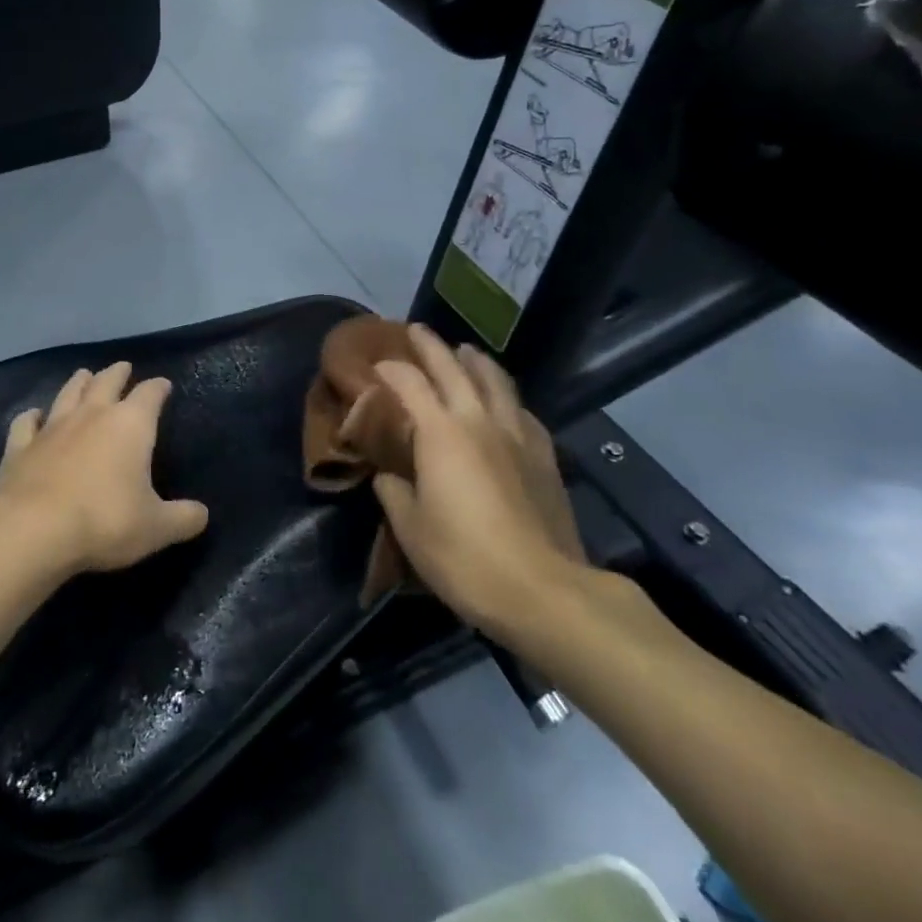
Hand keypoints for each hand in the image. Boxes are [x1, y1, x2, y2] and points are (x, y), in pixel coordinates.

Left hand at [0, 362, 208, 574]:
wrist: (34, 530)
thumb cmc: (105, 522)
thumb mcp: (156, 528)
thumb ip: (183, 519)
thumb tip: (202, 514)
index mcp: (130, 425)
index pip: (150, 394)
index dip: (158, 387)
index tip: (164, 385)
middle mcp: (92, 414)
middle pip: (107, 381)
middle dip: (118, 373)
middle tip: (123, 368)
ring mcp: (53, 427)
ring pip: (68, 393)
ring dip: (79, 382)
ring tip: (84, 376)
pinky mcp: (21, 446)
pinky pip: (27, 422)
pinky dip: (32, 417)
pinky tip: (34, 416)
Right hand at [369, 325, 590, 640]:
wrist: (544, 590)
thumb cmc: (464, 558)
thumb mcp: (411, 530)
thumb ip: (394, 493)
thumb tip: (389, 476)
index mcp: (440, 432)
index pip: (409, 384)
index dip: (390, 369)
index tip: (376, 365)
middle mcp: (478, 420)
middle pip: (454, 368)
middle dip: (432, 346)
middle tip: (417, 331)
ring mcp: (517, 435)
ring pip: (496, 382)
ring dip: (476, 362)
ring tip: (466, 352)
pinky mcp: (545, 457)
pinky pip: (523, 412)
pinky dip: (508, 399)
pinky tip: (507, 404)